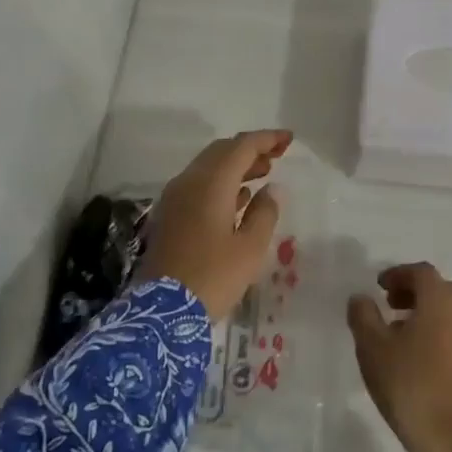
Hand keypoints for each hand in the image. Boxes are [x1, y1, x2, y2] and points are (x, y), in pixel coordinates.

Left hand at [138, 130, 291, 320]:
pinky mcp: (170, 216)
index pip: (241, 147)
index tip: (289, 140)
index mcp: (211, 183)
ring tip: (263, 173)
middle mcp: (189, 182)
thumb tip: (272, 189)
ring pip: (208, 168)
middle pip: (221, 152)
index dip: (266, 139)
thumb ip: (265, 212)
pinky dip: (221, 183)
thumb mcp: (250, 248)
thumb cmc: (213, 277)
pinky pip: (198, 185)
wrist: (162, 311)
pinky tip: (239, 197)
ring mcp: (175, 198)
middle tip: (277, 155)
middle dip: (250, 149)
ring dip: (236, 165)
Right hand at [347, 263, 451, 451]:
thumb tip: (361, 298)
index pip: (421, 272)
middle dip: (414, 292)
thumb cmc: (408, 385)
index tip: (379, 287)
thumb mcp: (372, 348)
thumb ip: (363, 315)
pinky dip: (444, 330)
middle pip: (440, 288)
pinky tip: (426, 354)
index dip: (398, 274)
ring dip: (430, 311)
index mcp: (441, 300)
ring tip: (405, 332)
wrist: (451, 439)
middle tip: (390, 307)